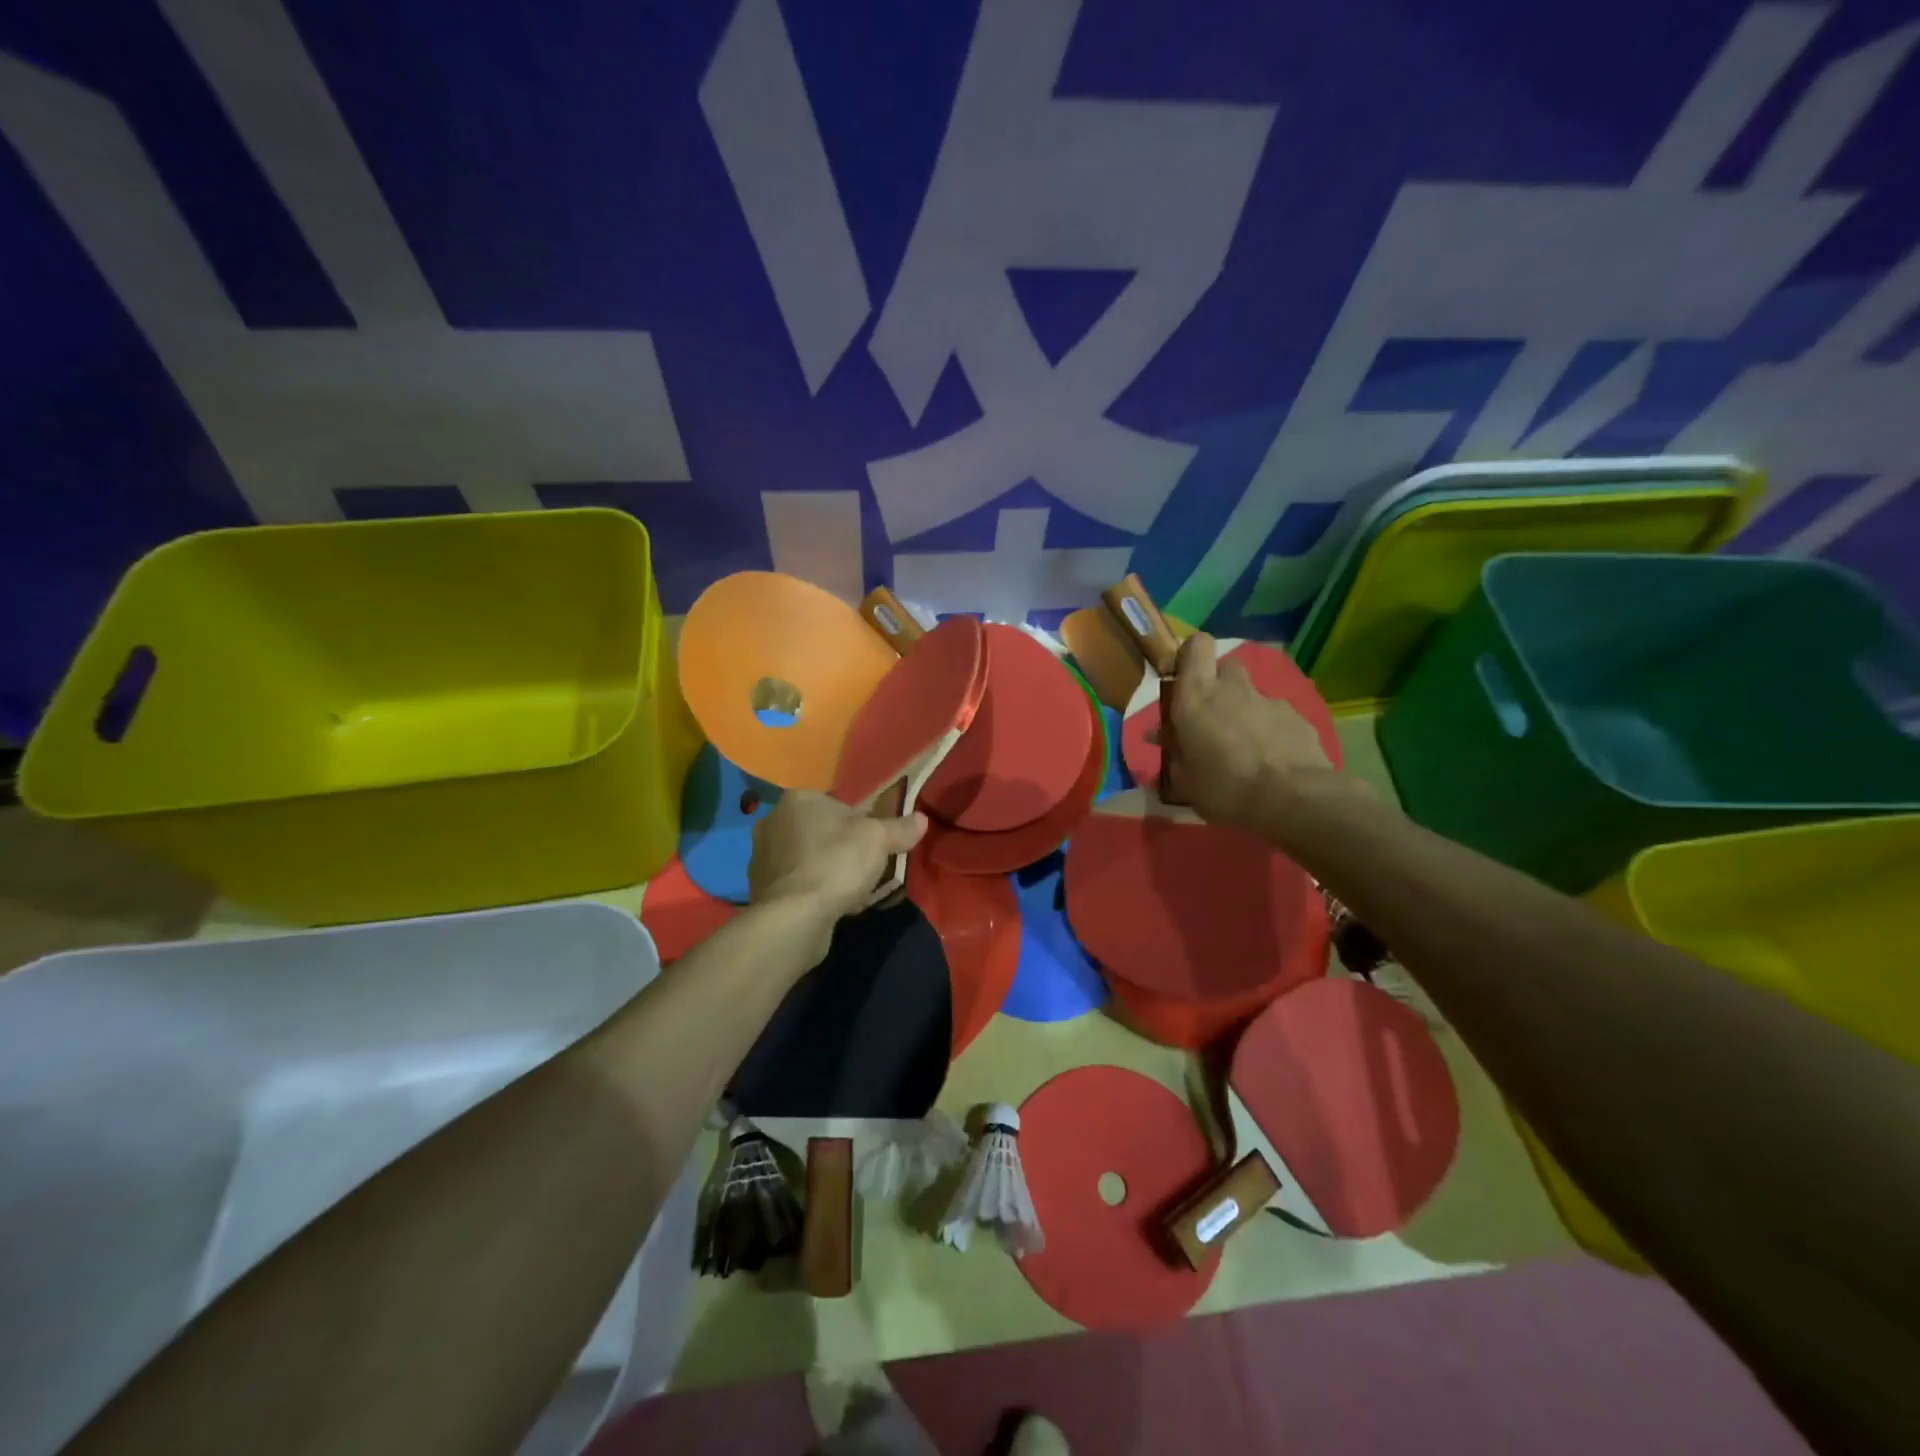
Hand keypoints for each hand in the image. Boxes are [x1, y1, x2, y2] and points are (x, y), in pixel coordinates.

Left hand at [748, 790, 927, 935]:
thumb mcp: (879, 839)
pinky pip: (797, 883)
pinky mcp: (760, 890)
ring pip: (808, 858)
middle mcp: (772, 821)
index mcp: (797, 799)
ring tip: (851, 891)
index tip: (875, 844)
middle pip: (820, 831)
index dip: (861, 823)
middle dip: (841, 847)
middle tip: (866, 867)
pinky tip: (831, 906)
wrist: (795, 917)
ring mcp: (762, 857)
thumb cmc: (836, 863)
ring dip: (827, 870)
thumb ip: (900, 827)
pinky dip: (813, 891)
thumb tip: (921, 819)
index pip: (836, 804)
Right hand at [1165, 632, 1343, 826]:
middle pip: (1225, 666)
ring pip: (1250, 692)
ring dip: (1243, 708)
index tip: (1183, 679)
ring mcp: (1268, 700)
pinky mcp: (1297, 716)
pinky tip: (1271, 757)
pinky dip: (1270, 728)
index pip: (1196, 646)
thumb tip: (1160, 736)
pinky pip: (1275, 714)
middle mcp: (1232, 688)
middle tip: (1211, 715)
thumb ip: (1173, 751)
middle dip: (1217, 683)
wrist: (1292, 799)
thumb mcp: (1184, 779)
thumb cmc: (1224, 787)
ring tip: (1243, 743)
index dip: (1190, 656)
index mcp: (1196, 697)